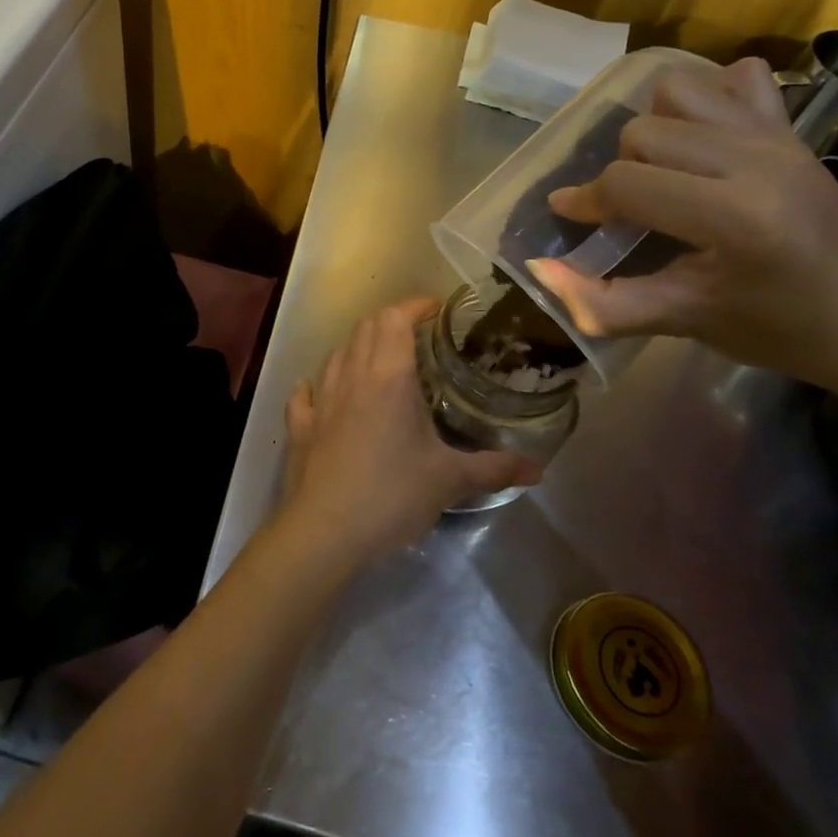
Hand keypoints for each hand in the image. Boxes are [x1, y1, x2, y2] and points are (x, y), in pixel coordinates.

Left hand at [278, 300, 540, 567]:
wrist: (325, 530)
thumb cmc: (392, 495)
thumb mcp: (449, 481)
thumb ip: (494, 468)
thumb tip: (537, 469)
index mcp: (388, 376)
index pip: (396, 318)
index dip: (415, 305)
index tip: (437, 309)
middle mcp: (351, 376)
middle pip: (366, 327)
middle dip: (390, 321)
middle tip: (417, 335)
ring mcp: (320, 399)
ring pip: (336, 354)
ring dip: (358, 348)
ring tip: (380, 362)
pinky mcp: (300, 426)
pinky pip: (306, 394)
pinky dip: (318, 386)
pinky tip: (324, 394)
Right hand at [527, 58, 837, 398]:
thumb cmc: (784, 332)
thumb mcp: (686, 322)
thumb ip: (603, 301)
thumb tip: (538, 271)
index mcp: (732, 215)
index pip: (626, 183)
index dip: (585, 201)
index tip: (569, 217)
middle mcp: (754, 160)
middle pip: (643, 133)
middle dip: (618, 172)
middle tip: (625, 212)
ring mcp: (779, 137)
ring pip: (679, 91)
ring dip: (653, 125)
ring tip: (658, 169)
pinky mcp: (795, 130)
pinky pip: (737, 79)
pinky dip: (707, 96)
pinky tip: (702, 137)